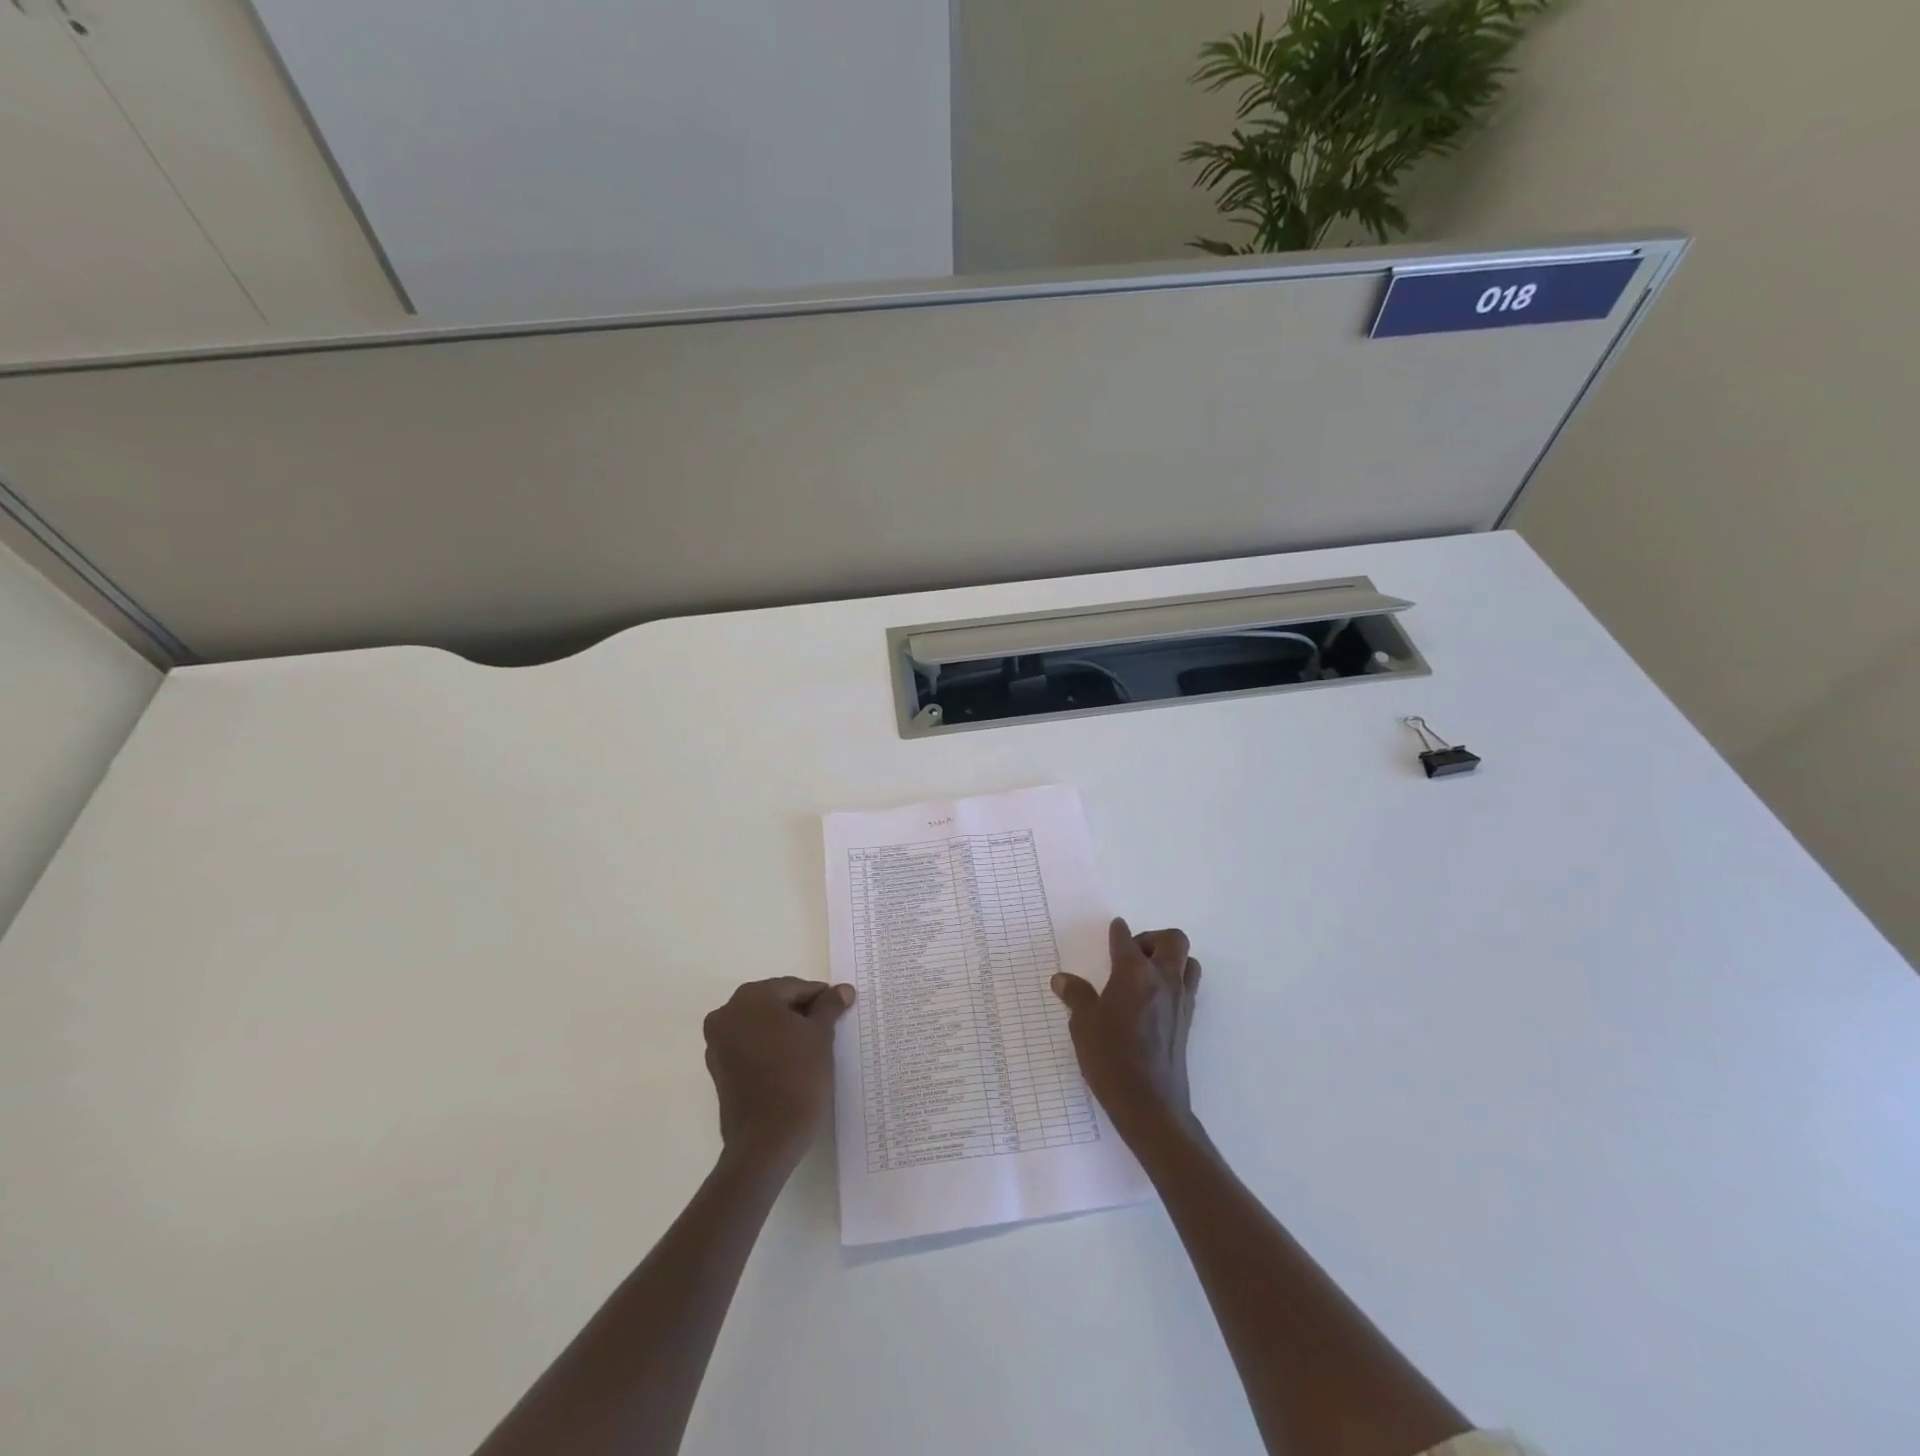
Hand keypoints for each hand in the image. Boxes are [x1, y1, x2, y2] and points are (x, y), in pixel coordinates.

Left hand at [702, 978, 853, 1166]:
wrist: (767, 1141)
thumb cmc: (798, 1078)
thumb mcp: (821, 1036)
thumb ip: (829, 1006)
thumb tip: (842, 989)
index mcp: (752, 998)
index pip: (794, 987)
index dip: (820, 997)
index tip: (839, 1009)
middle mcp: (728, 1013)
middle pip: (774, 1002)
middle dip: (800, 1011)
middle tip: (827, 1027)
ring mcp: (718, 1042)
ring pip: (760, 1023)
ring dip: (783, 1028)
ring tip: (810, 1046)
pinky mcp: (718, 1067)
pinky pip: (749, 1044)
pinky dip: (768, 1046)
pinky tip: (789, 1061)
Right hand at [1052, 918, 1200, 1144]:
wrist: (1150, 1104)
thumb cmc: (1111, 1058)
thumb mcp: (1083, 1024)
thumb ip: (1076, 996)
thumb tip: (1062, 979)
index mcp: (1134, 973)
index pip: (1126, 940)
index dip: (1117, 932)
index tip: (1114, 929)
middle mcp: (1162, 979)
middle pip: (1172, 940)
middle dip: (1152, 939)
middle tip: (1131, 954)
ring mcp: (1180, 1001)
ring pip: (1187, 962)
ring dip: (1170, 959)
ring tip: (1145, 975)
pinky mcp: (1187, 1021)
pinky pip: (1188, 987)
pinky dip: (1174, 982)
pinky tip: (1152, 1000)